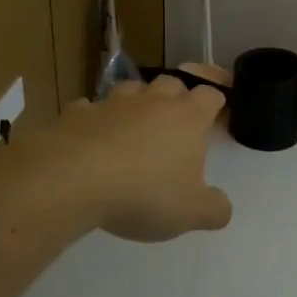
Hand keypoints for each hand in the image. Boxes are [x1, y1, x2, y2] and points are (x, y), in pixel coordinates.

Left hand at [48, 76, 232, 240]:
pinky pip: (89, 109)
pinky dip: (95, 119)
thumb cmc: (144, 193)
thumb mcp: (190, 213)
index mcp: (187, 118)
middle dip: (176, 97)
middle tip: (175, 121)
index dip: (215, 103)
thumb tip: (222, 207)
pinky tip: (92, 138)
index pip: (210, 95)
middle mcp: (153, 101)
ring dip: (136, 103)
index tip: (215, 116)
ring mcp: (112, 103)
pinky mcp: (77, 114)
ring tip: (134, 126)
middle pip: (172, 83)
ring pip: (131, 89)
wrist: (74, 179)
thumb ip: (214, 209)